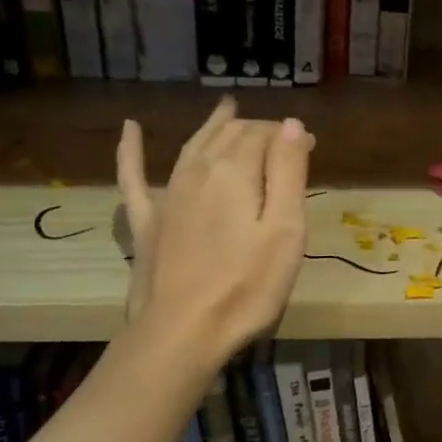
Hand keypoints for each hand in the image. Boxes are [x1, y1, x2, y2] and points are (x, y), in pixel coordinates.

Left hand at [116, 98, 312, 357]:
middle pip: (230, 136)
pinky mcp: (147, 222)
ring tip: (227, 109)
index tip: (310, 147)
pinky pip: (134, 177)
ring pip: (193, 146)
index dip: (289, 136)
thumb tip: (290, 124)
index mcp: (236, 171)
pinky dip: (132, 150)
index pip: (265, 134)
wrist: (182, 332)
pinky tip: (131, 129)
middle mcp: (198, 171)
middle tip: (282, 140)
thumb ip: (288, 172)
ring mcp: (167, 195)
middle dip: (258, 130)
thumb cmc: (247, 285)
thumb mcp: (286, 230)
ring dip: (213, 126)